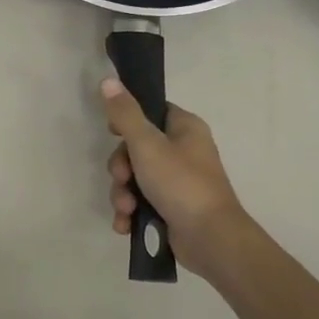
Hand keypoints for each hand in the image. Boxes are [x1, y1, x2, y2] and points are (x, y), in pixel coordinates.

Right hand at [101, 77, 250, 276]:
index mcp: (185, 128)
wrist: (211, 239)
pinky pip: (140, 201)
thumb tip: (108, 79)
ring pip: (134, 177)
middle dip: (120, 168)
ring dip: (122, 193)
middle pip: (135, 148)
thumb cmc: (181, 183)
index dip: (126, 121)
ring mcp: (177, 181)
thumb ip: (125, 114)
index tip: (112, 133)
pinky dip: (130, 212)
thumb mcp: (147, 144)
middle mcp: (183, 151)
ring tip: (126, 209)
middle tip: (123, 178)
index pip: (150, 111)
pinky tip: (125, 224)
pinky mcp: (171, 206)